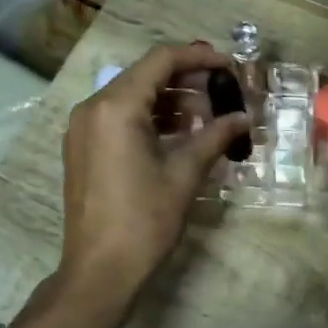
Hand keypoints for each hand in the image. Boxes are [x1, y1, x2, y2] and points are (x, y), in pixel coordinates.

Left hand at [59, 42, 249, 295]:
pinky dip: (151, 117)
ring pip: (133, 95)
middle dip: (187, 79)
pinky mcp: (83, 147)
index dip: (199, 57)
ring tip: (207, 116)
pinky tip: (180, 133)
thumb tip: (244, 118)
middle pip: (145, 74)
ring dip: (170, 99)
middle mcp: (93, 108)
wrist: (100, 271)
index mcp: (115, 107)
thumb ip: (215, 136)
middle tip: (223, 93)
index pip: (161, 60)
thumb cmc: (144, 220)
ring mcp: (83, 128)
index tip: (229, 66)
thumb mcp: (185, 173)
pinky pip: (120, 116)